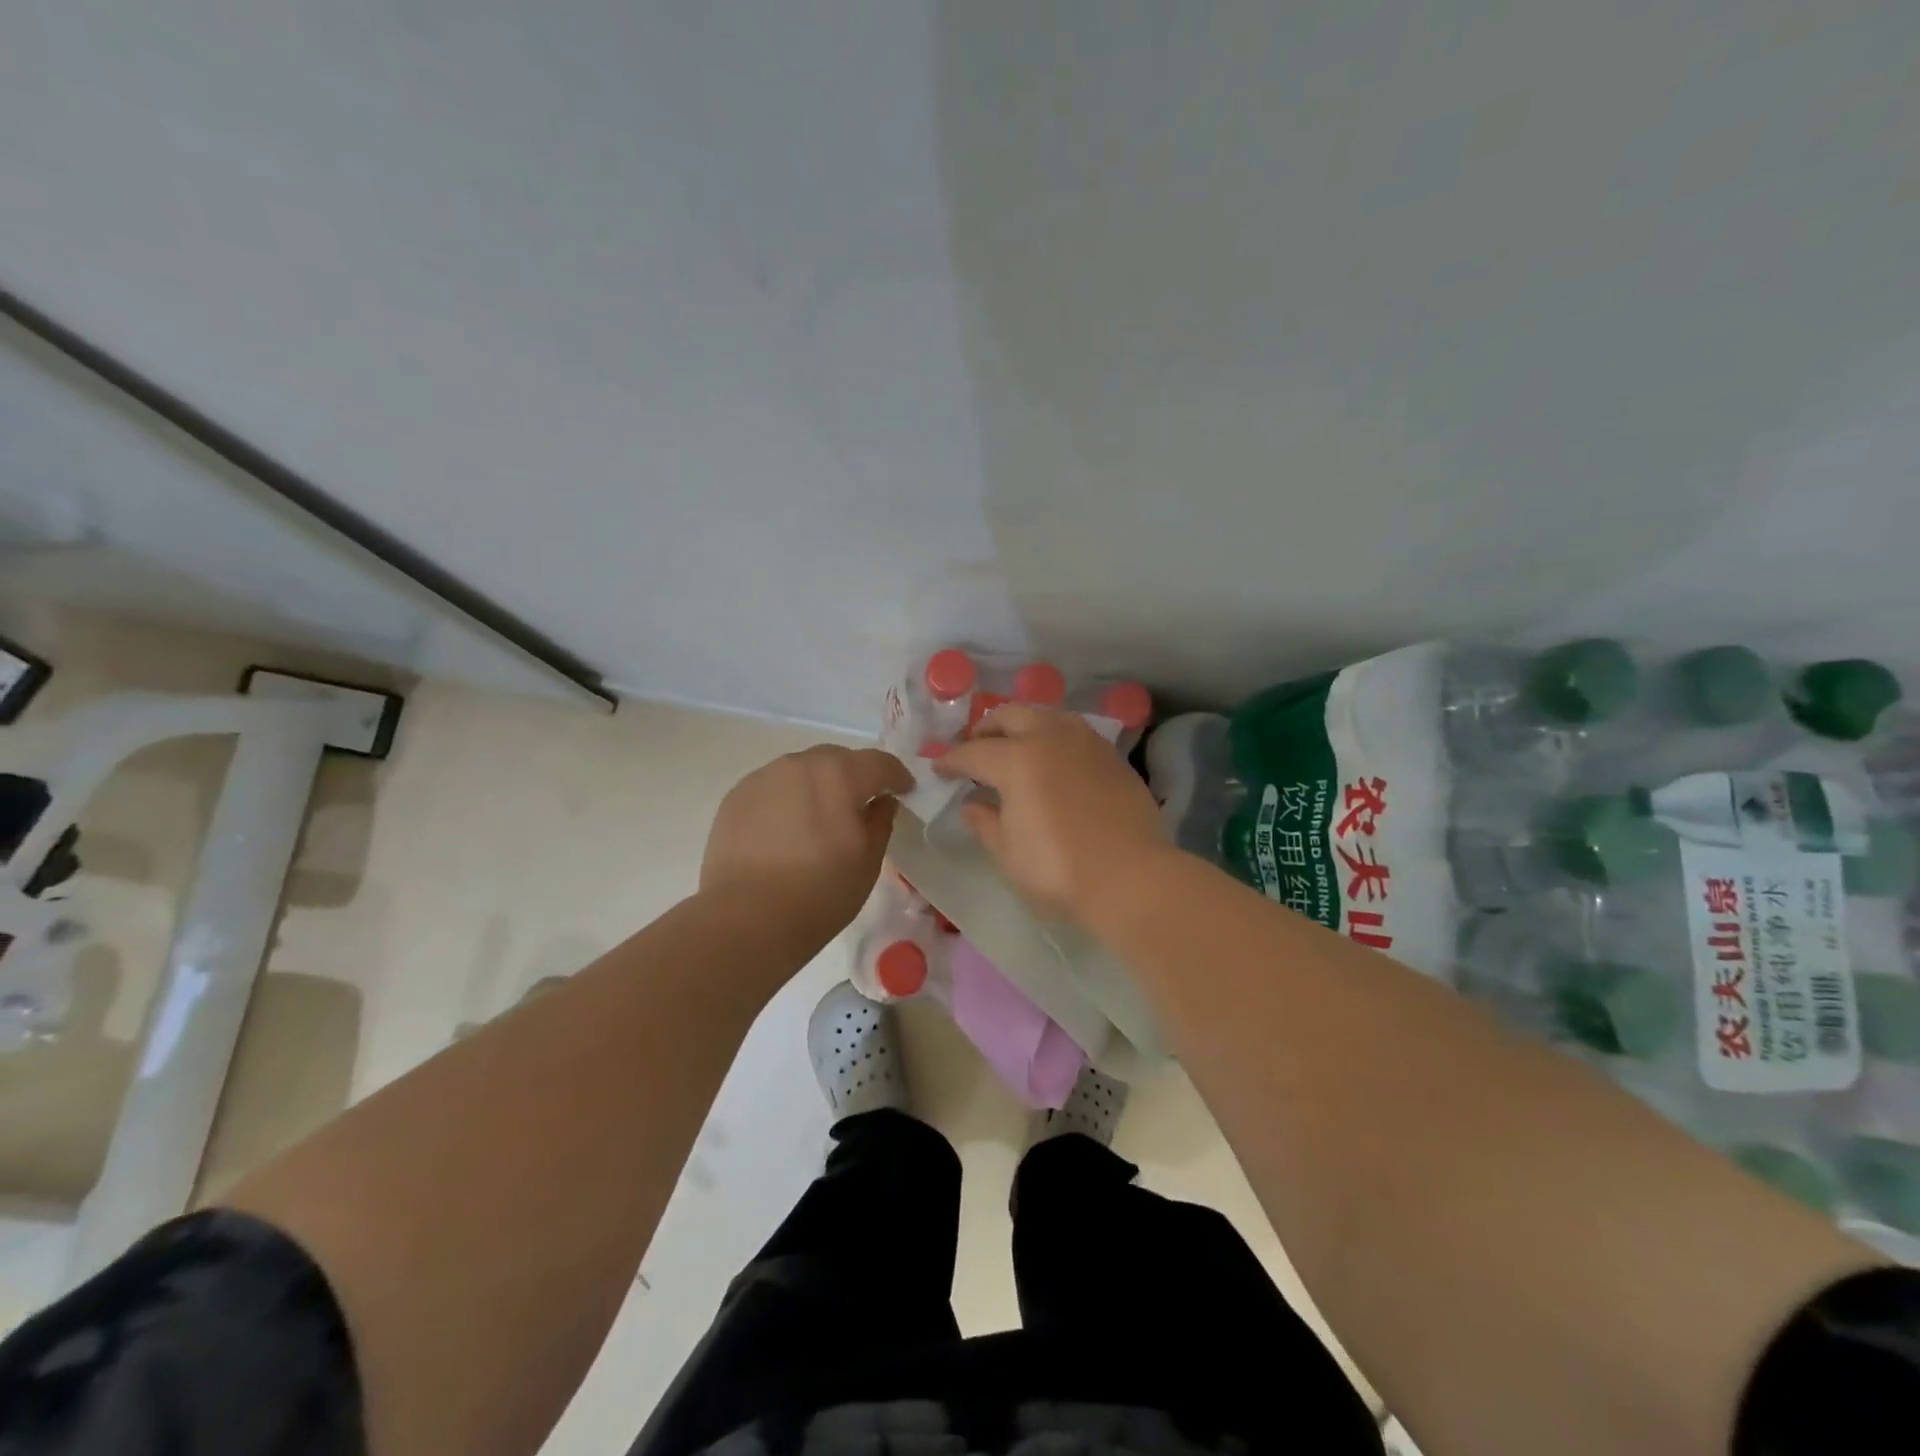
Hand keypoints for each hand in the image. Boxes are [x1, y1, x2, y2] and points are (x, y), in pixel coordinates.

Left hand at [702, 745, 912, 940]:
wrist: (745, 919)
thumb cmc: (819, 893)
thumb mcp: (868, 862)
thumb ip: (881, 821)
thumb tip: (882, 801)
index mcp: (839, 775)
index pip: (879, 762)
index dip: (897, 775)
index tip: (905, 791)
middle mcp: (800, 765)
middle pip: (838, 759)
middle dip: (855, 775)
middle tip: (862, 803)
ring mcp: (763, 778)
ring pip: (802, 769)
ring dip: (819, 784)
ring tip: (820, 816)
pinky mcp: (736, 797)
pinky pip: (774, 786)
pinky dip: (788, 797)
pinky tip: (787, 828)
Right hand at [934, 704, 1168, 923]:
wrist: (1131, 877)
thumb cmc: (1058, 869)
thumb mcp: (1008, 852)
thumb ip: (985, 823)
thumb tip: (972, 805)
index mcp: (1017, 759)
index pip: (973, 752)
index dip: (951, 760)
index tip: (939, 768)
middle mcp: (1050, 738)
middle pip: (1010, 716)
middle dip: (986, 729)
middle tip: (974, 748)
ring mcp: (1086, 743)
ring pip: (1046, 717)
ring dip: (1023, 726)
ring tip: (1014, 748)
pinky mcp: (1112, 756)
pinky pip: (1074, 733)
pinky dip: (1053, 739)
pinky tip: (1052, 761)